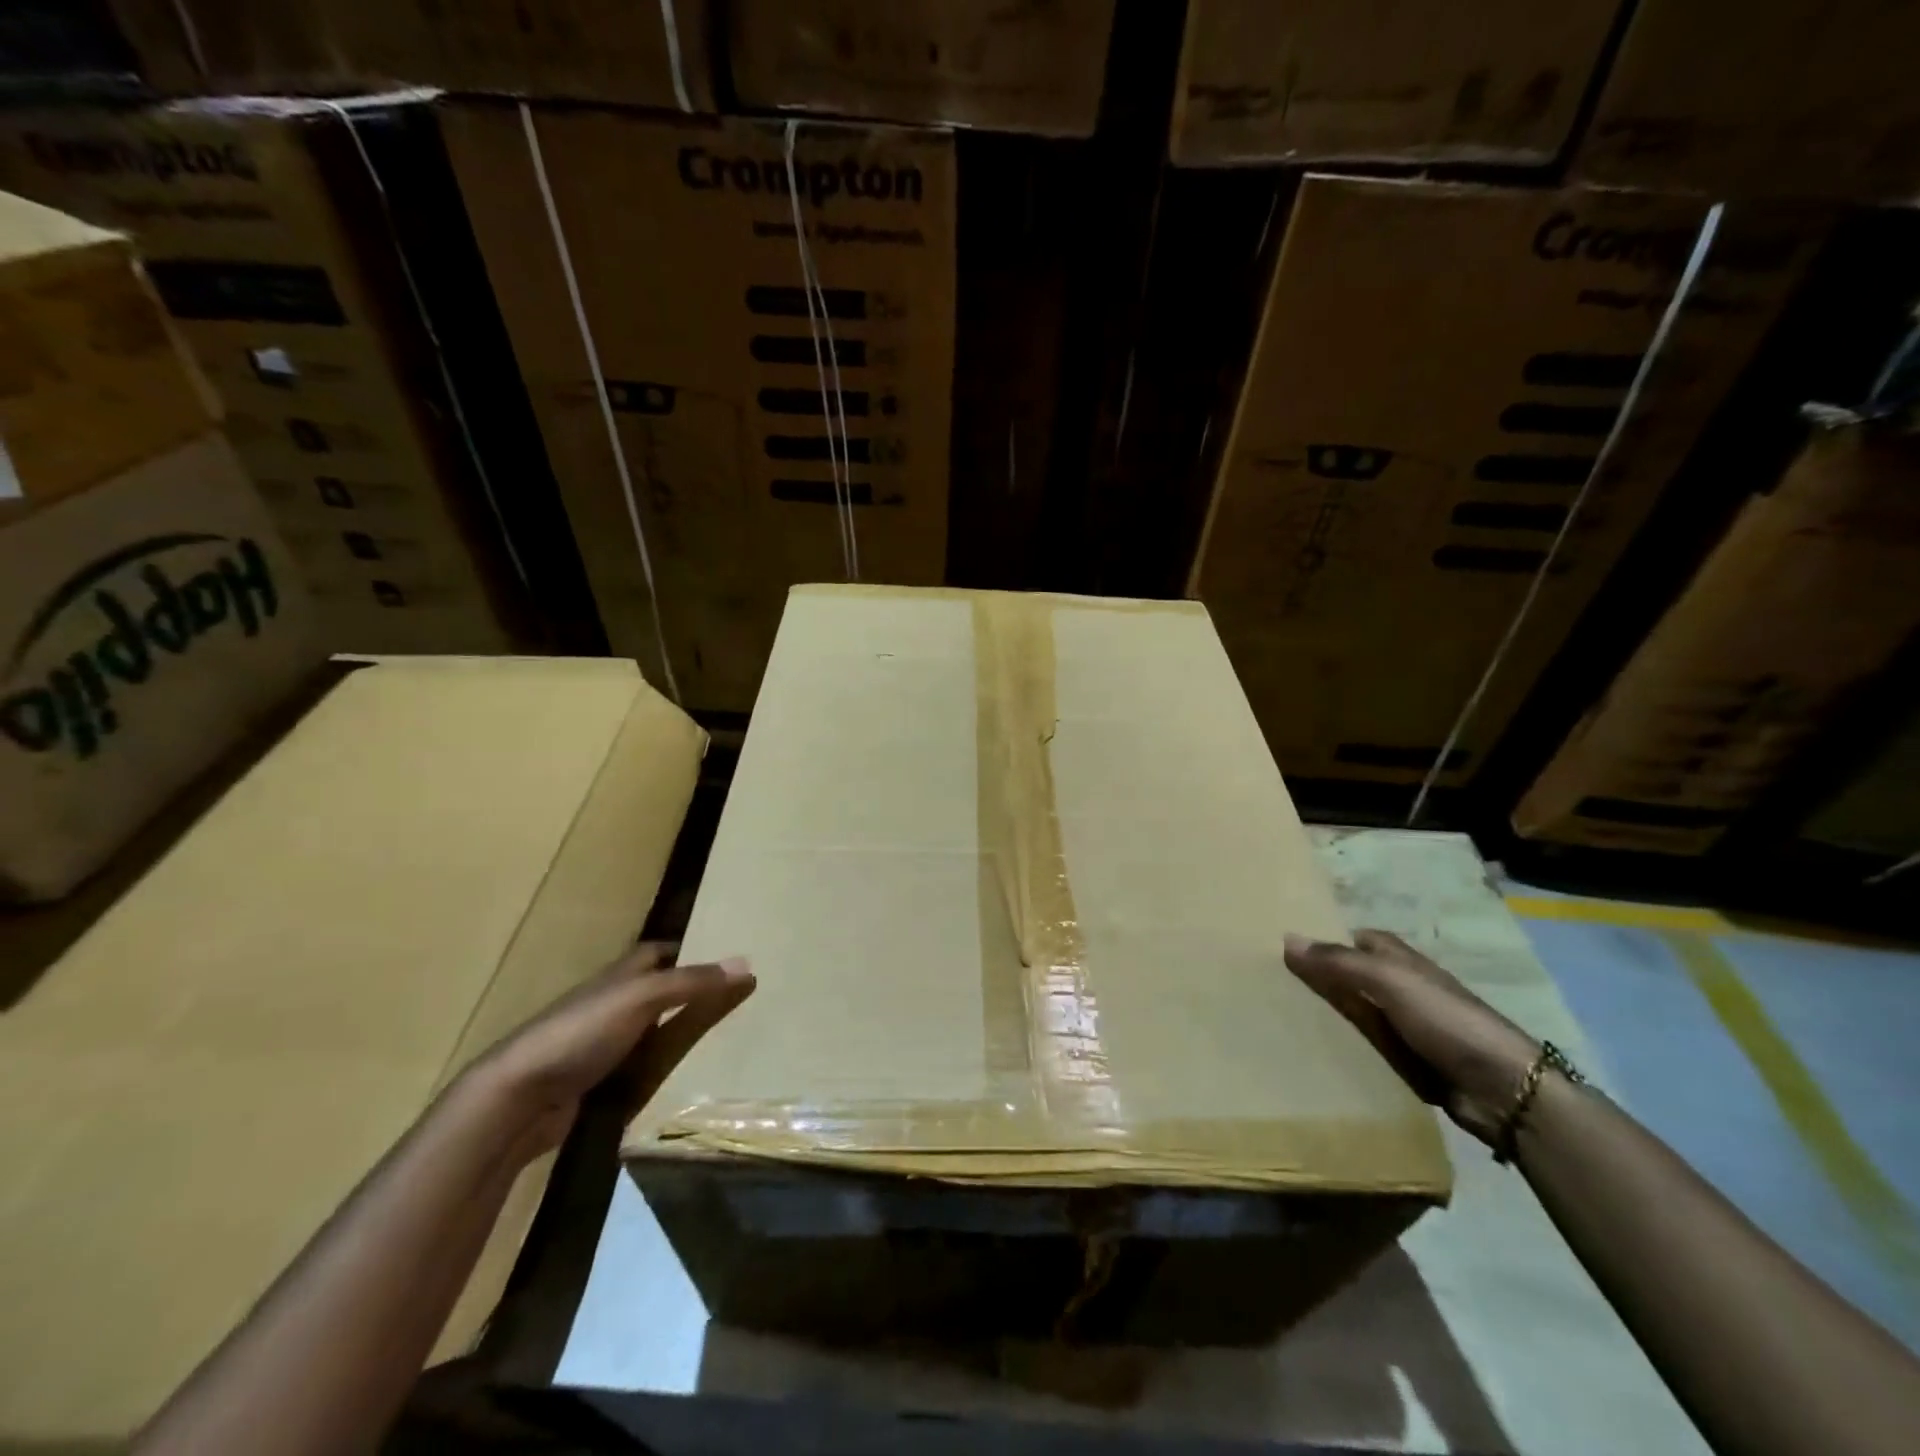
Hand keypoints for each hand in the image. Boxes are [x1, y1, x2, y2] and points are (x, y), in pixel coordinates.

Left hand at [467, 942, 754, 1157]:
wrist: (516, 1099)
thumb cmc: (580, 1033)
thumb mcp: (642, 999)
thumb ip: (692, 982)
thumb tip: (747, 963)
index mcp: (619, 976)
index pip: (658, 952)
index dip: (689, 951)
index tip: (725, 959)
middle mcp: (610, 1003)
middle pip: (657, 990)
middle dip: (690, 992)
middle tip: (735, 1001)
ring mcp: (600, 1044)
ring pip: (649, 1030)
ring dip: (678, 1031)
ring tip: (722, 1039)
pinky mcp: (594, 1080)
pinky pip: (638, 1066)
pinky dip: (660, 1067)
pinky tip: (684, 1077)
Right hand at [1283, 929, 1538, 1145]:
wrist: (1503, 1090)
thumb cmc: (1446, 1021)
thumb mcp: (1389, 982)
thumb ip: (1338, 961)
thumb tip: (1287, 937)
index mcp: (1400, 960)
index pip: (1355, 939)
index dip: (1324, 941)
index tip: (1284, 949)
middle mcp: (1402, 988)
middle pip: (1351, 977)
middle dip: (1319, 980)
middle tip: (1272, 987)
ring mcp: (1406, 1027)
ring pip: (1356, 1014)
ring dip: (1328, 1018)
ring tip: (1280, 1020)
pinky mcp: (1408, 1062)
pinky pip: (1366, 1049)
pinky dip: (1345, 1050)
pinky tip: (1314, 1054)